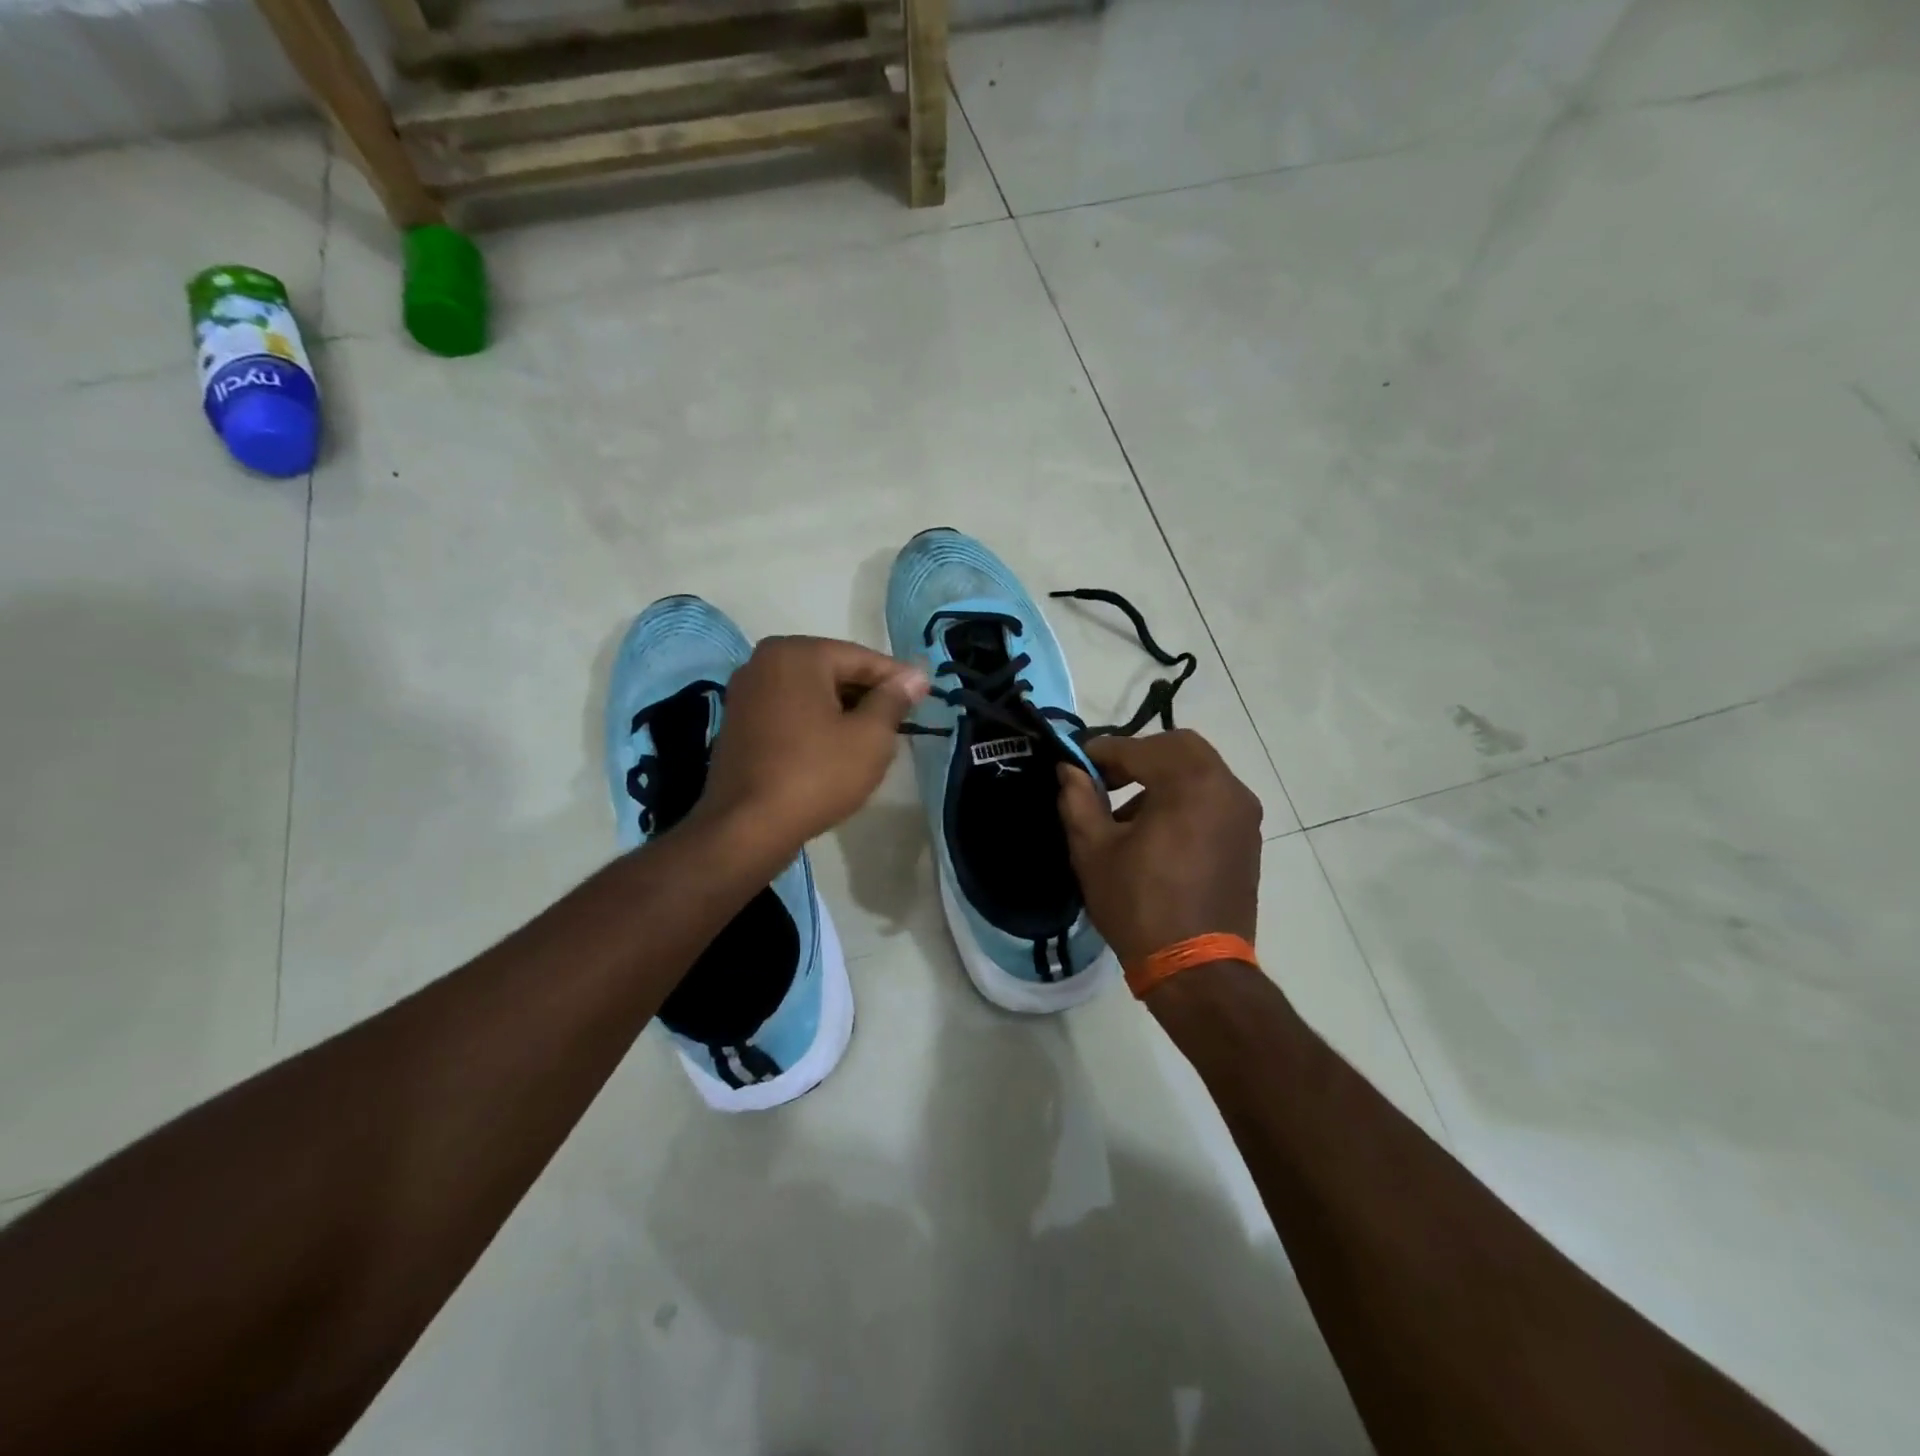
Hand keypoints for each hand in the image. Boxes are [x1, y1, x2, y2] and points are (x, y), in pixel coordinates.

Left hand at [700, 636, 927, 853]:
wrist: (747, 828)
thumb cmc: (816, 774)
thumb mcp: (870, 737)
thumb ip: (894, 700)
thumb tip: (915, 676)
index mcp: (796, 654)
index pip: (862, 658)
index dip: (898, 679)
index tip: (925, 696)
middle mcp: (764, 662)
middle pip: (833, 672)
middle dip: (868, 695)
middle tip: (901, 721)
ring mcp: (745, 693)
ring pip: (811, 694)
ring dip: (843, 711)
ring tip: (874, 738)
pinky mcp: (738, 723)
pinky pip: (789, 713)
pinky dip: (815, 724)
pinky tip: (836, 750)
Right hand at [1056, 730, 1262, 970]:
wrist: (1196, 969)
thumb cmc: (1139, 905)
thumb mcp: (1093, 850)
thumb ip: (1079, 799)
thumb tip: (1070, 769)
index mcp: (1190, 783)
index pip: (1138, 748)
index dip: (1101, 752)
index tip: (1075, 764)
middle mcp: (1227, 787)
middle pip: (1178, 748)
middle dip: (1137, 756)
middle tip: (1105, 781)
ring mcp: (1244, 814)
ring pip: (1199, 771)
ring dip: (1161, 778)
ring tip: (1125, 815)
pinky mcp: (1248, 839)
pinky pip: (1213, 799)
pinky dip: (1184, 798)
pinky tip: (1156, 834)